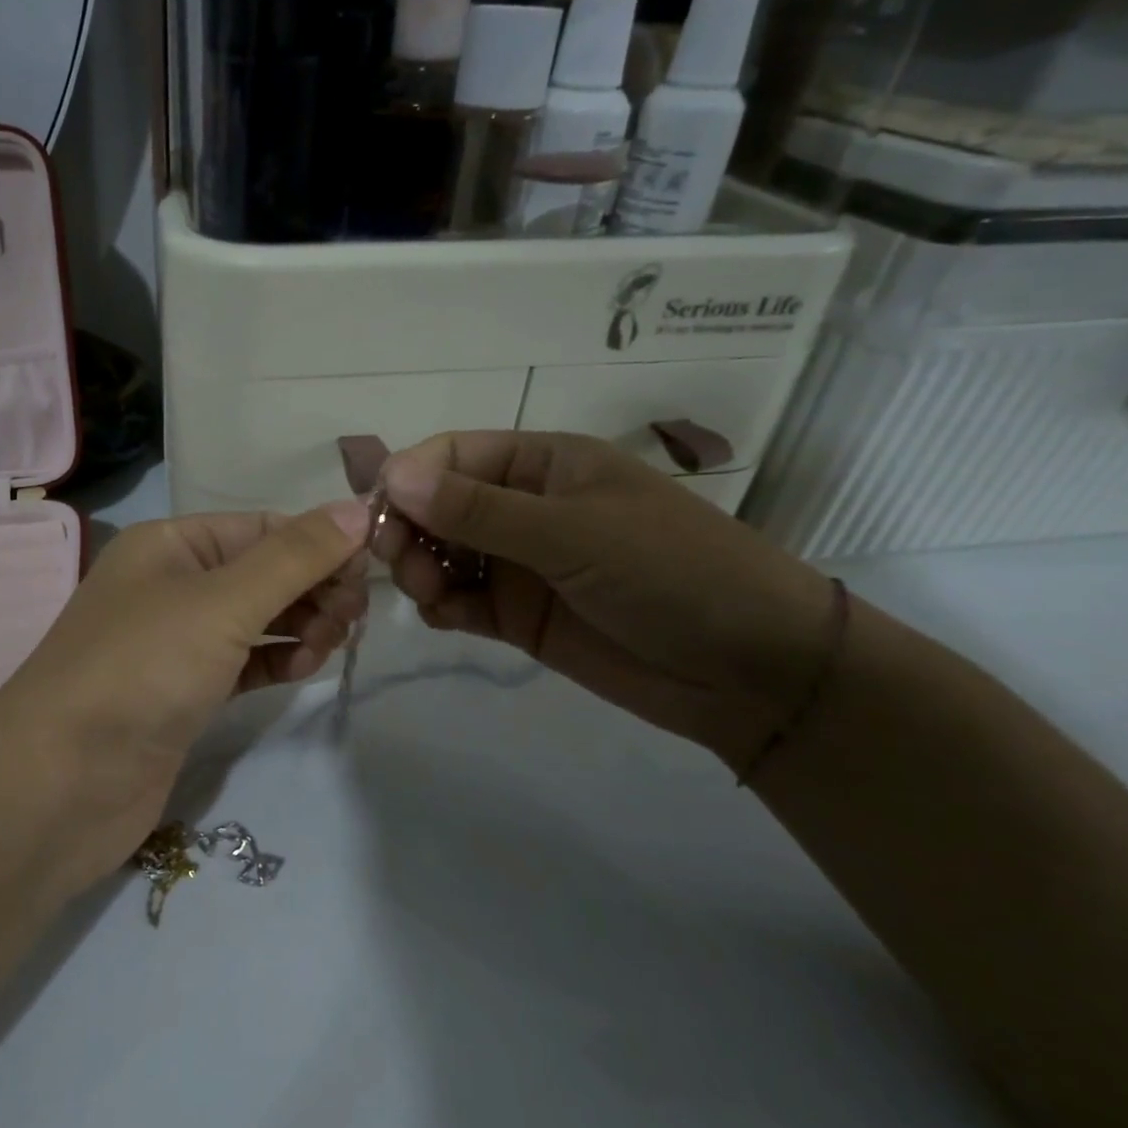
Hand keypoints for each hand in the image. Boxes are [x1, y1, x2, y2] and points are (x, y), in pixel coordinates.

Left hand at [0, 503, 368, 893]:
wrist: (61, 784)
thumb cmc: (142, 670)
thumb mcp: (223, 602)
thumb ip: (294, 557)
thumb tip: (356, 508)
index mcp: (171, 544)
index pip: (263, 528)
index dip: (318, 543)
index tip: (370, 571)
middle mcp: (172, 584)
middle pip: (263, 572)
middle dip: (313, 588)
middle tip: (352, 619)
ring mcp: (177, 642)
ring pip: (258, 618)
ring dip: (301, 624)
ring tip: (328, 645)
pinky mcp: (185, 693)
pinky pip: (245, 661)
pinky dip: (277, 659)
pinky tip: (304, 667)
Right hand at [374, 432, 836, 770]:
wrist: (750, 672)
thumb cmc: (671, 573)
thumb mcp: (572, 533)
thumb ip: (478, 510)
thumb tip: (392, 476)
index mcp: (542, 465)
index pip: (452, 456)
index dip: (408, 479)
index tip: (377, 517)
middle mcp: (523, 507)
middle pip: (437, 506)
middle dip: (409, 530)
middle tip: (402, 566)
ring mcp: (519, 563)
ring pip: (441, 555)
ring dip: (419, 570)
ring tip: (429, 597)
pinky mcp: (518, 614)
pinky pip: (459, 600)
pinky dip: (440, 606)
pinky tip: (443, 618)